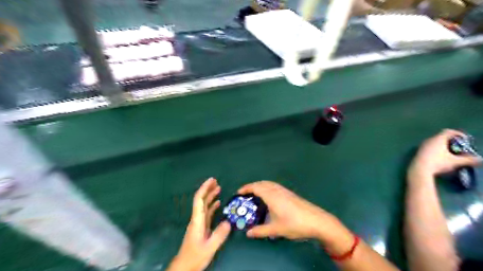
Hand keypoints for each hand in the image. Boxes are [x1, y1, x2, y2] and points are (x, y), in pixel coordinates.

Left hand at [168, 178, 231, 270]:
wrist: (184, 267)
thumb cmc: (195, 257)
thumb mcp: (209, 247)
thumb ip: (219, 235)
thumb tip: (228, 222)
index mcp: (197, 220)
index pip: (199, 200)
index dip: (204, 188)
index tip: (212, 180)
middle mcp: (197, 219)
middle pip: (201, 200)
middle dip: (208, 189)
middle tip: (216, 181)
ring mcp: (199, 223)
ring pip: (204, 205)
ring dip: (210, 196)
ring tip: (219, 188)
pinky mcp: (201, 227)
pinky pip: (207, 213)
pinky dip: (212, 206)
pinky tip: (218, 203)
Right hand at [238, 181, 342, 240]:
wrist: (316, 221)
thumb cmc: (294, 224)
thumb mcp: (276, 229)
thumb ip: (260, 231)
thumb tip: (248, 233)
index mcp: (272, 196)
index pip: (256, 187)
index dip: (246, 188)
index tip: (239, 192)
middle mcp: (277, 190)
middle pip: (262, 183)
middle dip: (252, 186)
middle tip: (245, 194)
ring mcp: (285, 191)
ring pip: (269, 184)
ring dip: (260, 186)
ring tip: (255, 194)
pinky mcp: (290, 194)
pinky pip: (275, 186)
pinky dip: (267, 187)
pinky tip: (269, 197)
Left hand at [408, 130, 480, 177]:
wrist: (419, 169)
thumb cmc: (438, 163)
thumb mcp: (455, 162)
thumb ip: (468, 160)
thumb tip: (481, 160)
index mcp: (437, 139)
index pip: (448, 131)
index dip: (458, 133)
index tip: (465, 139)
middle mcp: (429, 140)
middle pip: (441, 136)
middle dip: (451, 140)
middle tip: (459, 147)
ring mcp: (422, 145)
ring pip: (434, 142)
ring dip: (443, 145)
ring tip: (451, 152)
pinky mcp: (418, 151)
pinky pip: (429, 146)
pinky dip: (436, 149)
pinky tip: (440, 156)